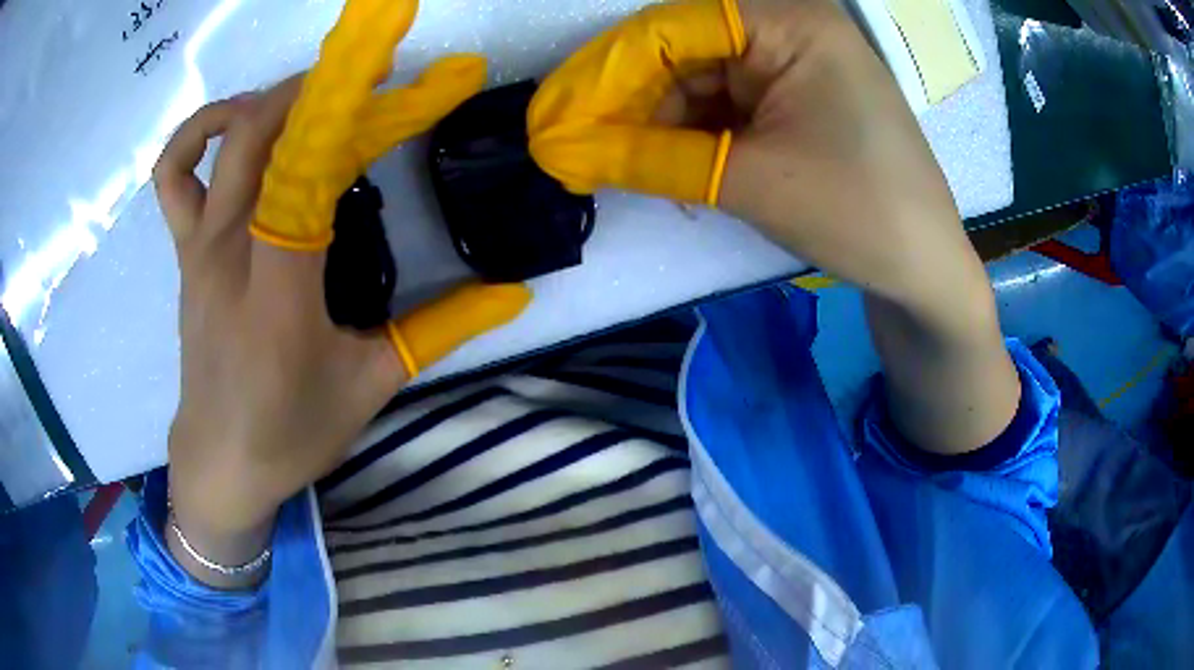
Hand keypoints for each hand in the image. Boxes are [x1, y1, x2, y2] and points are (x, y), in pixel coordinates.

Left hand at [157, 82, 402, 580]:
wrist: (220, 461)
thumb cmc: (291, 432)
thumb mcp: (372, 384)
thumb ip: (441, 329)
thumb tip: (512, 293)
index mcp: (279, 289)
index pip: (311, 169)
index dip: (353, 111)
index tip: (399, 79)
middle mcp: (231, 251)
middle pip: (262, 133)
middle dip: (315, 89)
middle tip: (365, 84)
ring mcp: (200, 247)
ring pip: (218, 141)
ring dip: (262, 100)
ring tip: (302, 100)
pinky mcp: (186, 253)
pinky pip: (173, 176)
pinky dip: (197, 135)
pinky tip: (232, 131)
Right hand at [529, 0, 985, 319]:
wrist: (925, 269)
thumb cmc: (857, 213)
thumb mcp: (748, 180)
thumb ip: (650, 156)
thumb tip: (565, 150)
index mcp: (789, 23)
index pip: (669, 28)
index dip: (605, 72)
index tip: (555, 119)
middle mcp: (790, 28)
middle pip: (683, 51)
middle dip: (631, 102)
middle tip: (579, 150)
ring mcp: (797, 63)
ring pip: (701, 80)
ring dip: (660, 123)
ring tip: (622, 168)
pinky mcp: (798, 98)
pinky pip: (729, 103)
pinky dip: (695, 134)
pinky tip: (671, 168)